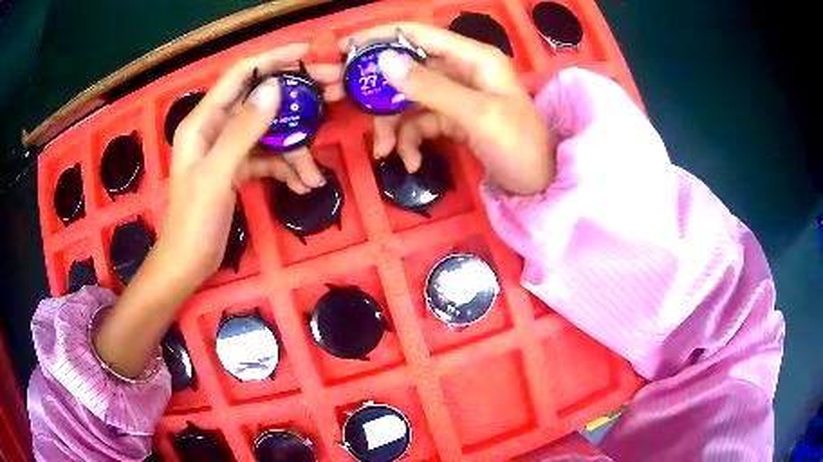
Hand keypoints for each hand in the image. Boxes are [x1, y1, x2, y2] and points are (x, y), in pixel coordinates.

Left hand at [93, 45, 341, 378]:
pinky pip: (268, 158)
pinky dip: (285, 168)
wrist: (188, 262)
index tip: (307, 53)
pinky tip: (301, 185)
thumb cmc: (194, 220)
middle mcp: (216, 128)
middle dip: (296, 99)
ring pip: (269, 133)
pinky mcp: (238, 168)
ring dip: (294, 149)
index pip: (240, 75)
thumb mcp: (217, 174)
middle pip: (261, 100)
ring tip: (313, 173)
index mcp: (203, 121)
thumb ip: (243, 130)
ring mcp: (228, 149)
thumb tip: (274, 88)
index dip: (272, 59)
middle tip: (333, 92)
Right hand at [341, 23, 555, 194]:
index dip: (379, 37)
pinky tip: (413, 162)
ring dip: (393, 124)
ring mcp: (457, 95)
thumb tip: (384, 61)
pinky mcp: (453, 119)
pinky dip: (411, 140)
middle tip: (347, 105)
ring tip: (385, 151)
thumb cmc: (519, 146)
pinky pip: (421, 122)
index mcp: (472, 57)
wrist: (541, 185)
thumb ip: (430, 87)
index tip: (343, 49)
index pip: (417, 34)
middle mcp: (462, 70)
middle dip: (379, 91)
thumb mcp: (476, 115)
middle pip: (407, 69)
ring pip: (409, 99)